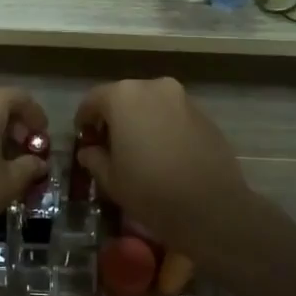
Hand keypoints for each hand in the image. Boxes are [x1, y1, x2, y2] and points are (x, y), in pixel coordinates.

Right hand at [73, 79, 252, 253]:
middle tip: (110, 145)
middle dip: (114, 118)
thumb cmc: (150, 190)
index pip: (93, 100)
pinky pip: (173, 115)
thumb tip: (89, 151)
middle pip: (124, 97)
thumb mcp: (110, 179)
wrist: (211, 208)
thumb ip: (94, 158)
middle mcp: (153, 87)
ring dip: (140, 121)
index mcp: (123, 97)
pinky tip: (165, 154)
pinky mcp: (204, 115)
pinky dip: (163, 127)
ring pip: (151, 104)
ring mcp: (182, 99)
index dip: (84, 120)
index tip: (84, 139)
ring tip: (139, 150)